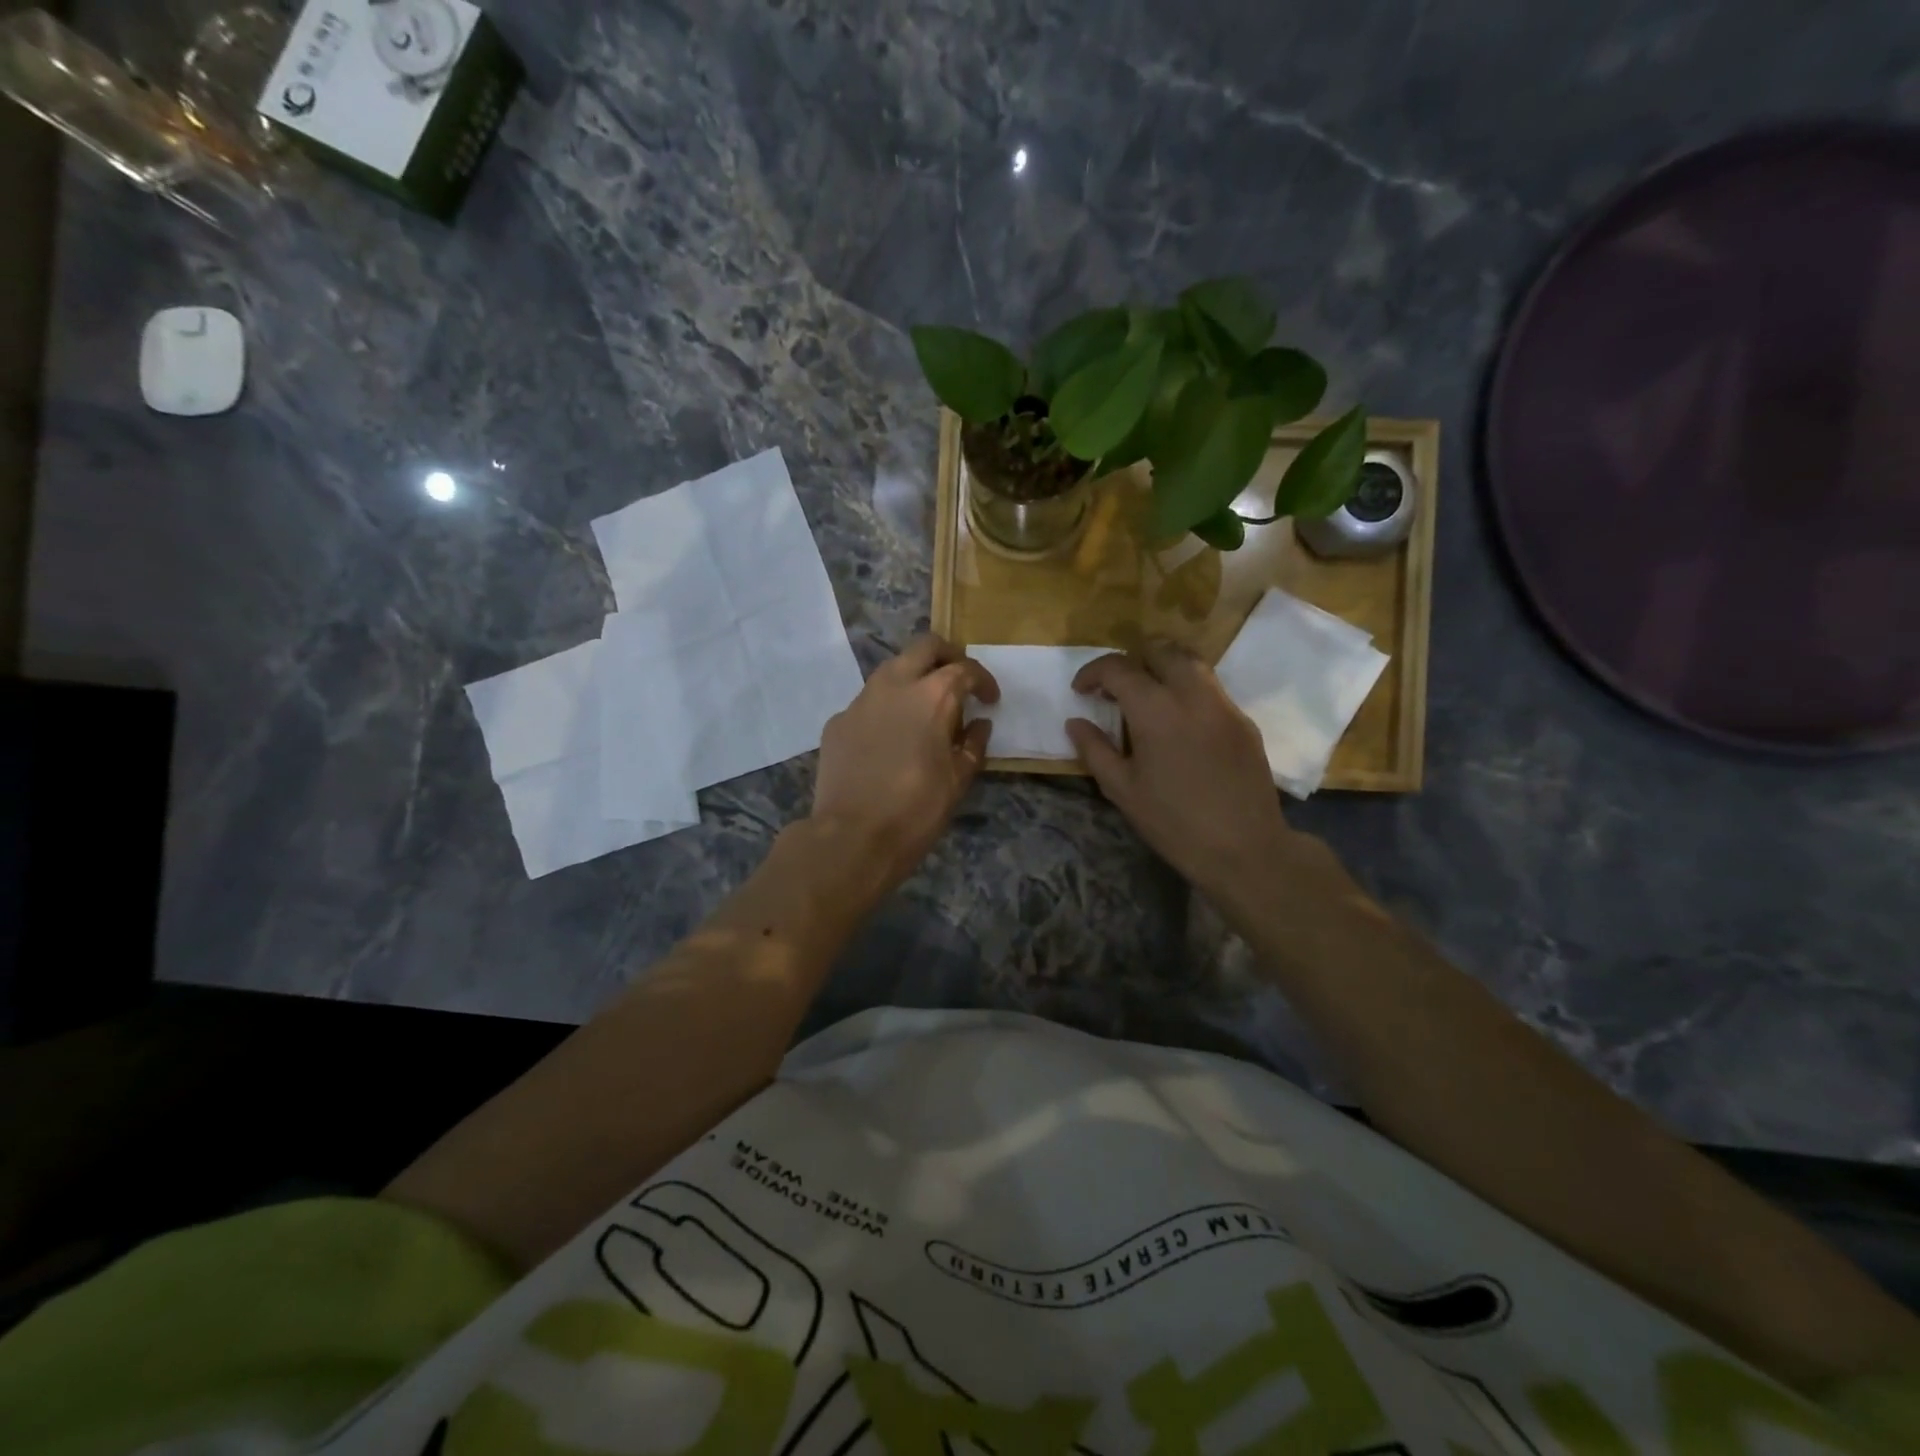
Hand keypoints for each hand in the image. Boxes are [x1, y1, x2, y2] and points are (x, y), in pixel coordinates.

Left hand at [811, 634, 998, 889]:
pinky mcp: (837, 721)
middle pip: (925, 647)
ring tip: (923, 709)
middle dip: (947, 657)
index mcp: (932, 696)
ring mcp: (860, 701)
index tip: (989, 700)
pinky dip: (885, 709)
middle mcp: (894, 685)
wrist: (852, 837)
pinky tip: (889, 739)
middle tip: (958, 681)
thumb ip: (973, 745)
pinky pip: (868, 702)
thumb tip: (978, 725)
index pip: (965, 669)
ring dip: (913, 678)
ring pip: (891, 670)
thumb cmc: (916, 810)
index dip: (983, 681)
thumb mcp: (958, 781)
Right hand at [1066, 640, 1324, 902]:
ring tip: (1148, 699)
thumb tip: (1075, 723)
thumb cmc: (1173, 822)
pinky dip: (1187, 691)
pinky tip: (1179, 725)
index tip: (1081, 691)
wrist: (1244, 848)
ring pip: (1192, 663)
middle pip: (1161, 650)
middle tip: (1116, 688)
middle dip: (1133, 660)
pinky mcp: (1244, 721)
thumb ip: (1094, 749)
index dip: (1093, 672)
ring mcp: (1224, 705)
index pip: (1119, 668)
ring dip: (1163, 669)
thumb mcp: (1122, 789)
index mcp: (1156, 710)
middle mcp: (1193, 695)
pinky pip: (1211, 689)